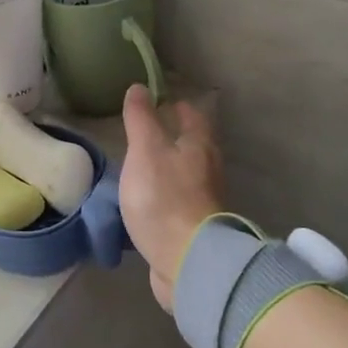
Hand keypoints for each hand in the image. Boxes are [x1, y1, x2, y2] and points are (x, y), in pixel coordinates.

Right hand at [120, 83, 226, 311]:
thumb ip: (141, 119)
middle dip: (175, 136)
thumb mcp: (146, 151)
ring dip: (170, 166)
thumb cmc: (165, 198)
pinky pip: (179, 201)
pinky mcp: (194, 226)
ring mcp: (204, 200)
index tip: (160, 100)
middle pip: (194, 145)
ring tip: (144, 165)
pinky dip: (166, 194)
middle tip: (149, 131)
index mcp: (200, 145)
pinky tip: (148, 200)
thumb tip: (139, 87)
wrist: (187, 260)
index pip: (192, 115)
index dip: (176, 105)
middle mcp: (208, 169)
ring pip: (187, 173)